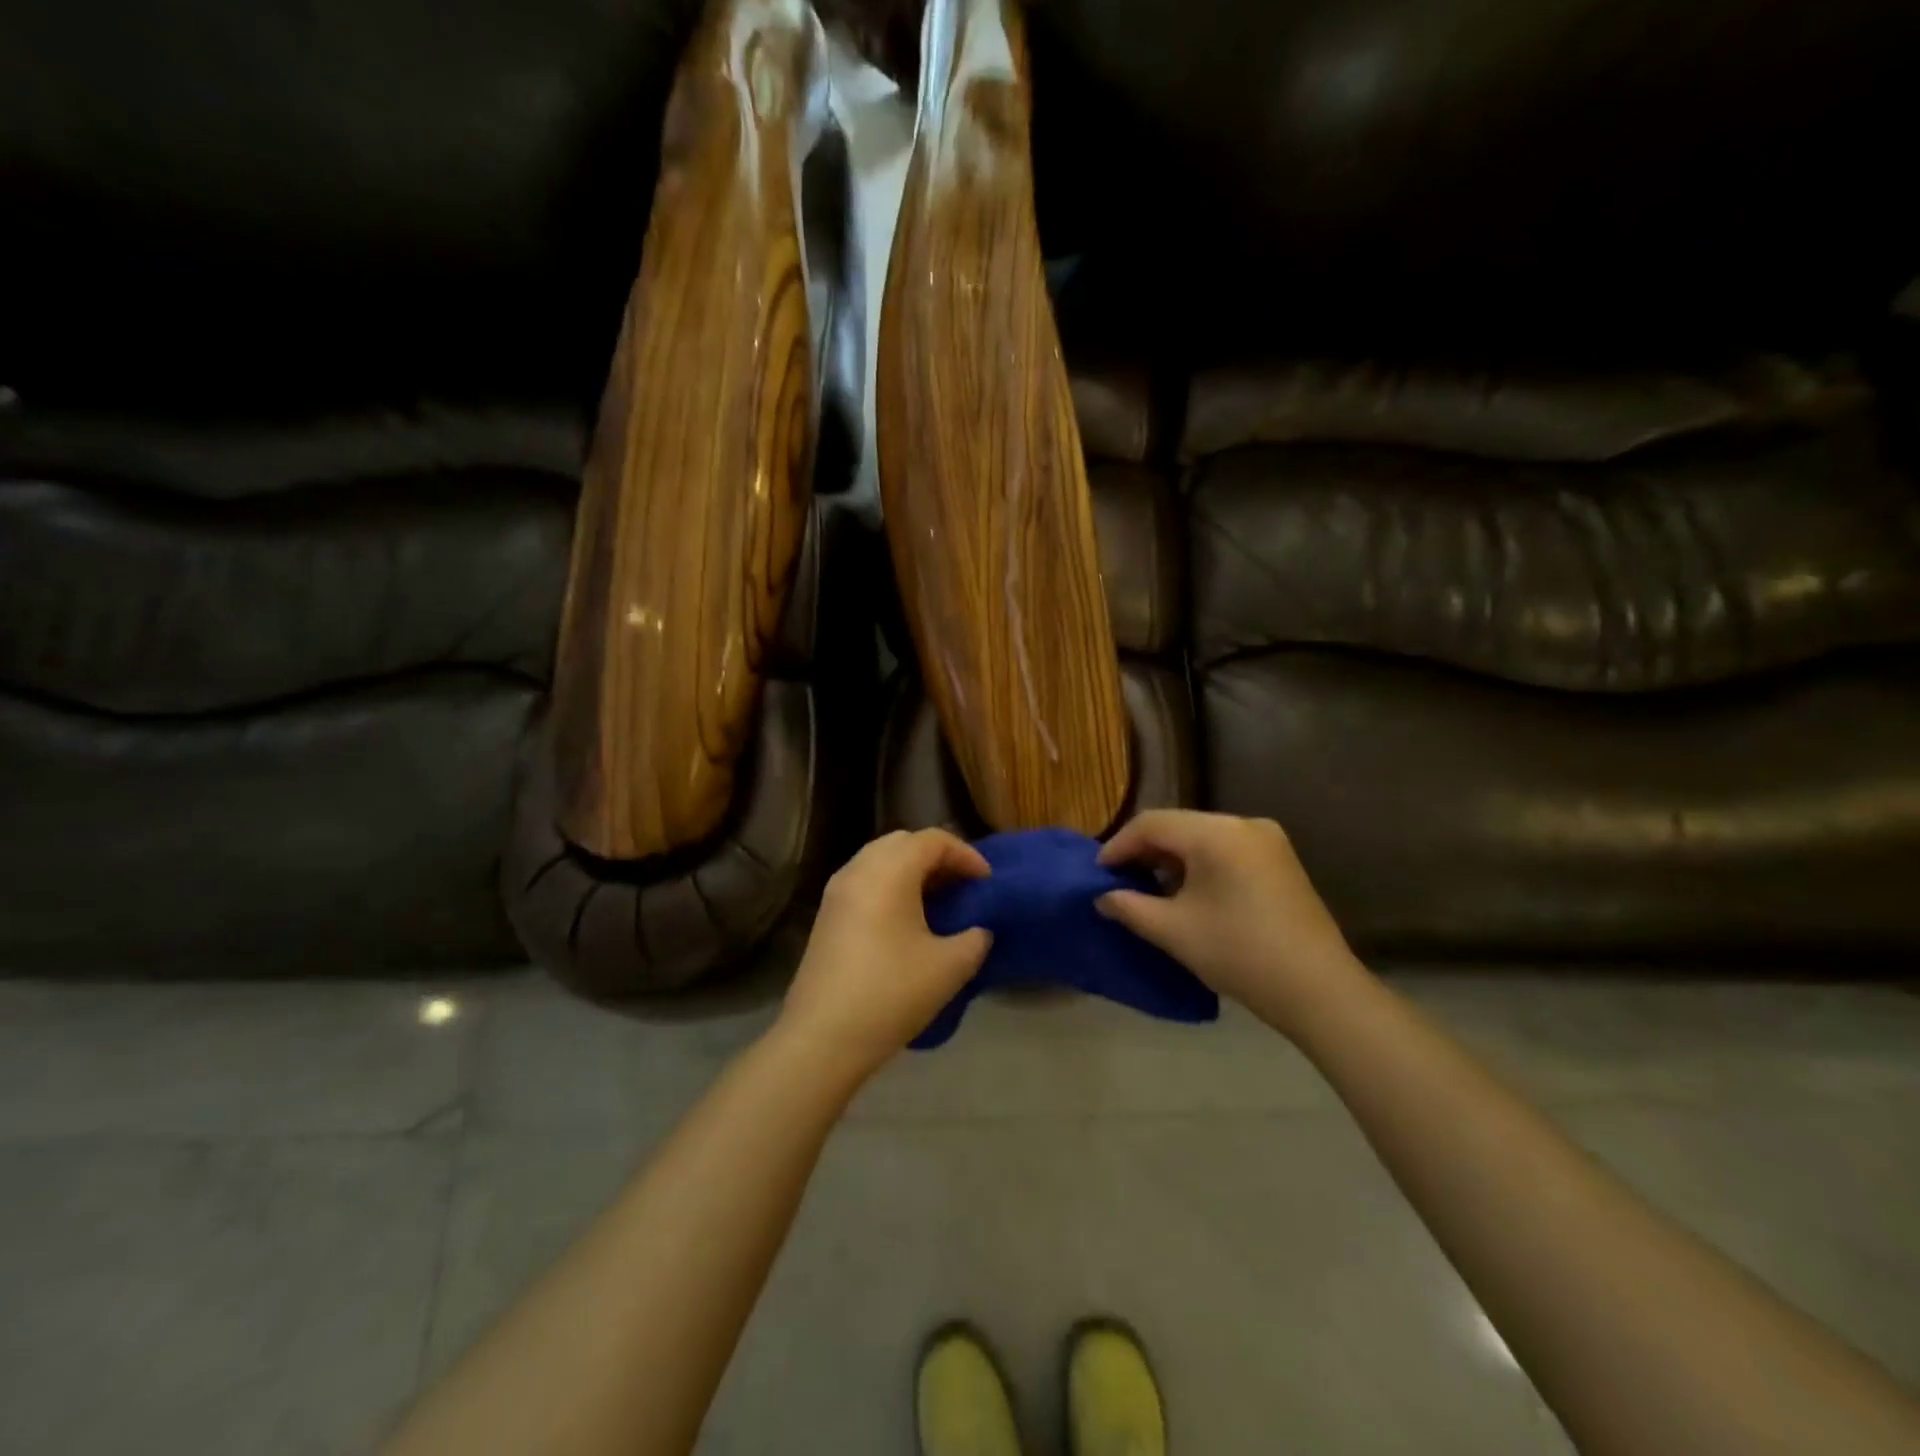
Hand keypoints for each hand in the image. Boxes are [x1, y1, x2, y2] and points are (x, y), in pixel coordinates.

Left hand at [778, 829, 993, 1078]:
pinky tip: (907, 921)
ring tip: (938, 902)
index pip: (933, 840)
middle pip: (903, 842)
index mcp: (889, 870)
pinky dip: (891, 887)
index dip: (966, 855)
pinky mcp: (827, 915)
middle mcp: (859, 869)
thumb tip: (978, 930)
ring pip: (880, 860)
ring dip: (912, 872)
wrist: (822, 1037)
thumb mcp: (950, 967)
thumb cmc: (891, 992)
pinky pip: (865, 882)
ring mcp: (837, 891)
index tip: (987, 882)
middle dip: (937, 857)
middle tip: (963, 885)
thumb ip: (975, 939)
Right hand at [1096, 810, 1359, 1031]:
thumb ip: (1130, 907)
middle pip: (1178, 826)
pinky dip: (1199, 865)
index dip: (1119, 846)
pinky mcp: (1280, 860)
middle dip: (1144, 851)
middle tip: (1119, 881)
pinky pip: (1226, 850)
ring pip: (1202, 838)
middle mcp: (1244, 824)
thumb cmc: (1239, 954)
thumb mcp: (1174, 931)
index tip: (1099, 875)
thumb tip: (1103, 897)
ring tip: (1149, 889)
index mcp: (1217, 833)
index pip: (1152, 823)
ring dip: (1172, 859)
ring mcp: (1267, 840)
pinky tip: (1187, 893)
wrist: (1319, 991)